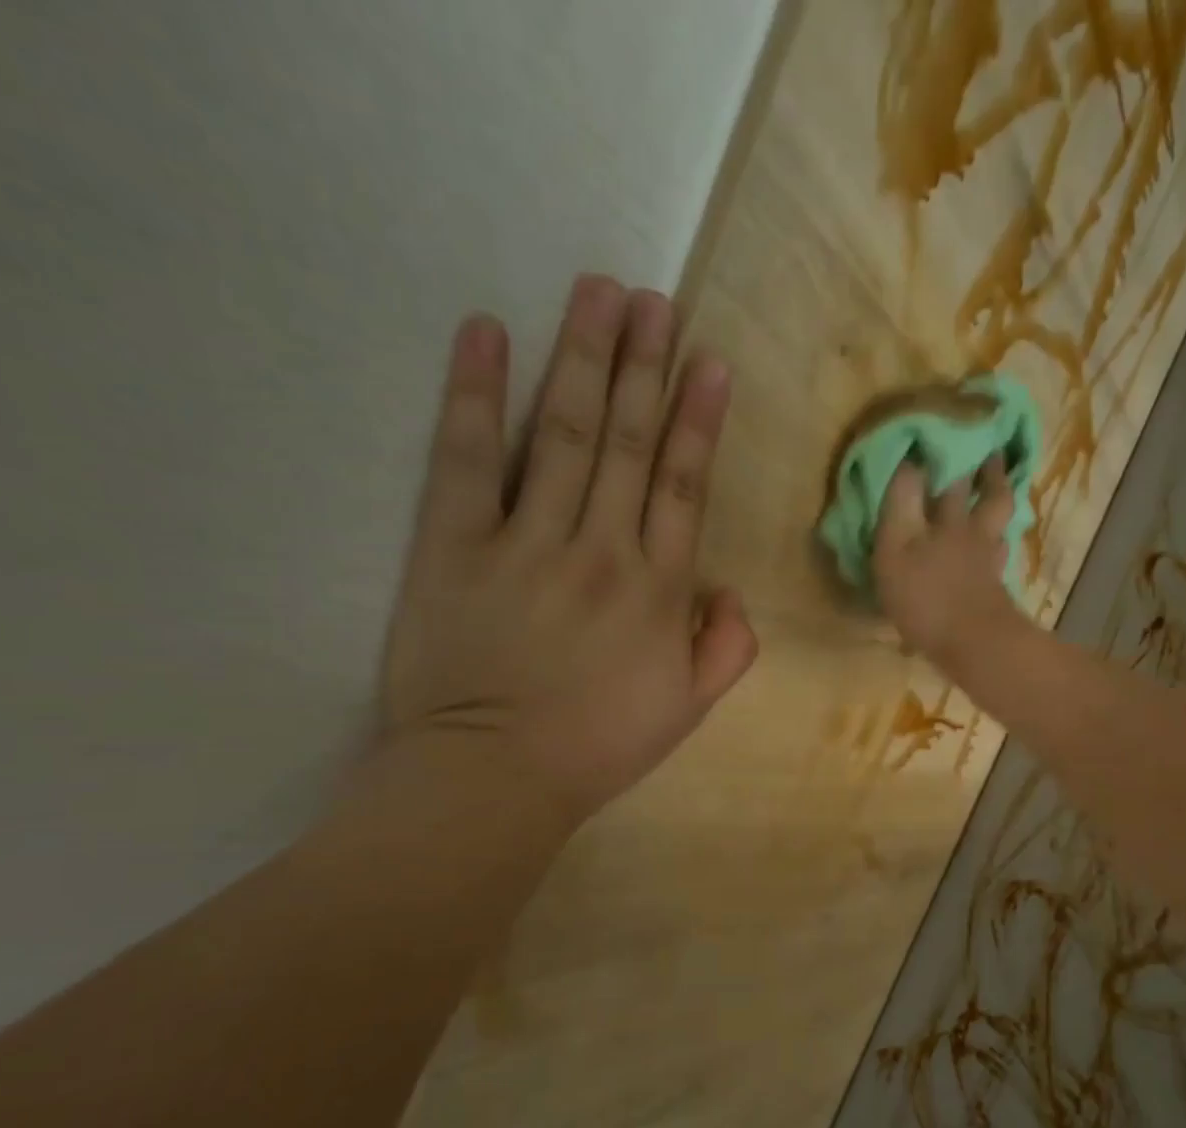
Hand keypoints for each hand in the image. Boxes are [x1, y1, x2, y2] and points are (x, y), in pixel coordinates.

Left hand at [376, 275, 757, 826]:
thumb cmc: (598, 746)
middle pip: (628, 442)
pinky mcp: (455, 546)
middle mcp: (601, 549)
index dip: (697, 421)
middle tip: (653, 298)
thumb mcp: (688, 711)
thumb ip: (727, 649)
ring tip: (597, 291)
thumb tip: (729, 592)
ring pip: (564, 433)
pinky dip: (476, 394)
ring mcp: (527, 542)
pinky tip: (486, 334)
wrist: (495, 777)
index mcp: (658, 590)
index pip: (684, 486)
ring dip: (583, 358)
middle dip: (644, 365)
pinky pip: (468, 459)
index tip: (707, 360)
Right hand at [872, 455, 1025, 667]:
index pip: (950, 475)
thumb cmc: (926, 597)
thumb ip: (900, 505)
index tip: (950, 427)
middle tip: (990, 448)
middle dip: (986, 471)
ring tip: (998, 487)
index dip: (950, 450)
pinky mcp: (996, 588)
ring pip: (1000, 522)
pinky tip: (996, 543)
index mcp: (948, 519)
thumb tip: (907, 460)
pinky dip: (999, 543)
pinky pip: (1000, 554)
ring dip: (999, 501)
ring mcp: (989, 560)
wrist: (973, 646)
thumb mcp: (896, 548)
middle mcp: (973, 531)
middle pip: (987, 494)